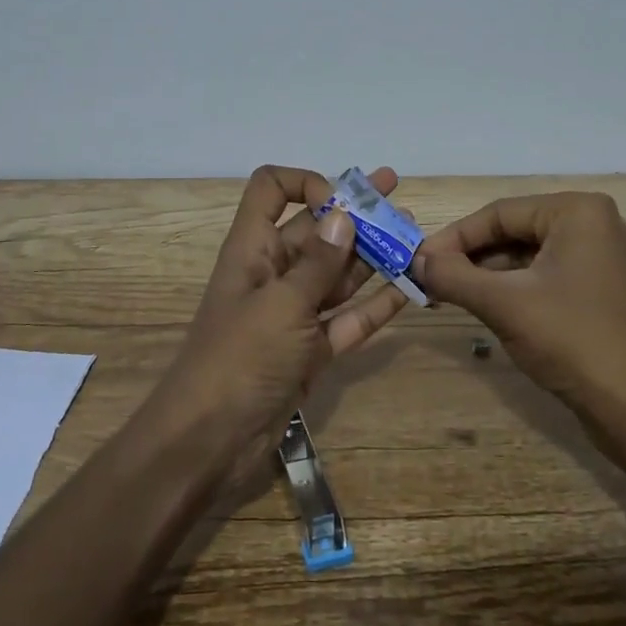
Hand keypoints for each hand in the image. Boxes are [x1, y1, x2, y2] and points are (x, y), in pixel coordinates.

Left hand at [152, 166, 409, 479]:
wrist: (210, 441)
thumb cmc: (240, 359)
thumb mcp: (281, 304)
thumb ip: (317, 262)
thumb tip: (343, 215)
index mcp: (253, 249)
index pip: (271, 191)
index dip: (306, 184)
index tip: (341, 203)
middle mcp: (274, 273)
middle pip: (316, 231)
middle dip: (356, 215)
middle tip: (398, 200)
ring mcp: (294, 314)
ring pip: (338, 274)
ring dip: (373, 256)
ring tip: (415, 237)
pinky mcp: (311, 350)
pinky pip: (348, 318)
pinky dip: (376, 304)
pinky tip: (409, 288)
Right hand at [411, 192, 625, 415]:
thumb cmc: (572, 339)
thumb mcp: (503, 304)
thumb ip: (453, 276)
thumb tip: (415, 261)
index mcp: (578, 211)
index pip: (499, 213)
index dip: (454, 237)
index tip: (418, 261)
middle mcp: (595, 224)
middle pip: (515, 231)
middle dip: (471, 257)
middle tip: (430, 280)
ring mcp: (603, 258)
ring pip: (529, 256)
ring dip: (489, 275)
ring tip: (450, 296)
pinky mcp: (603, 290)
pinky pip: (547, 276)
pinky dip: (515, 289)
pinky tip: (487, 307)